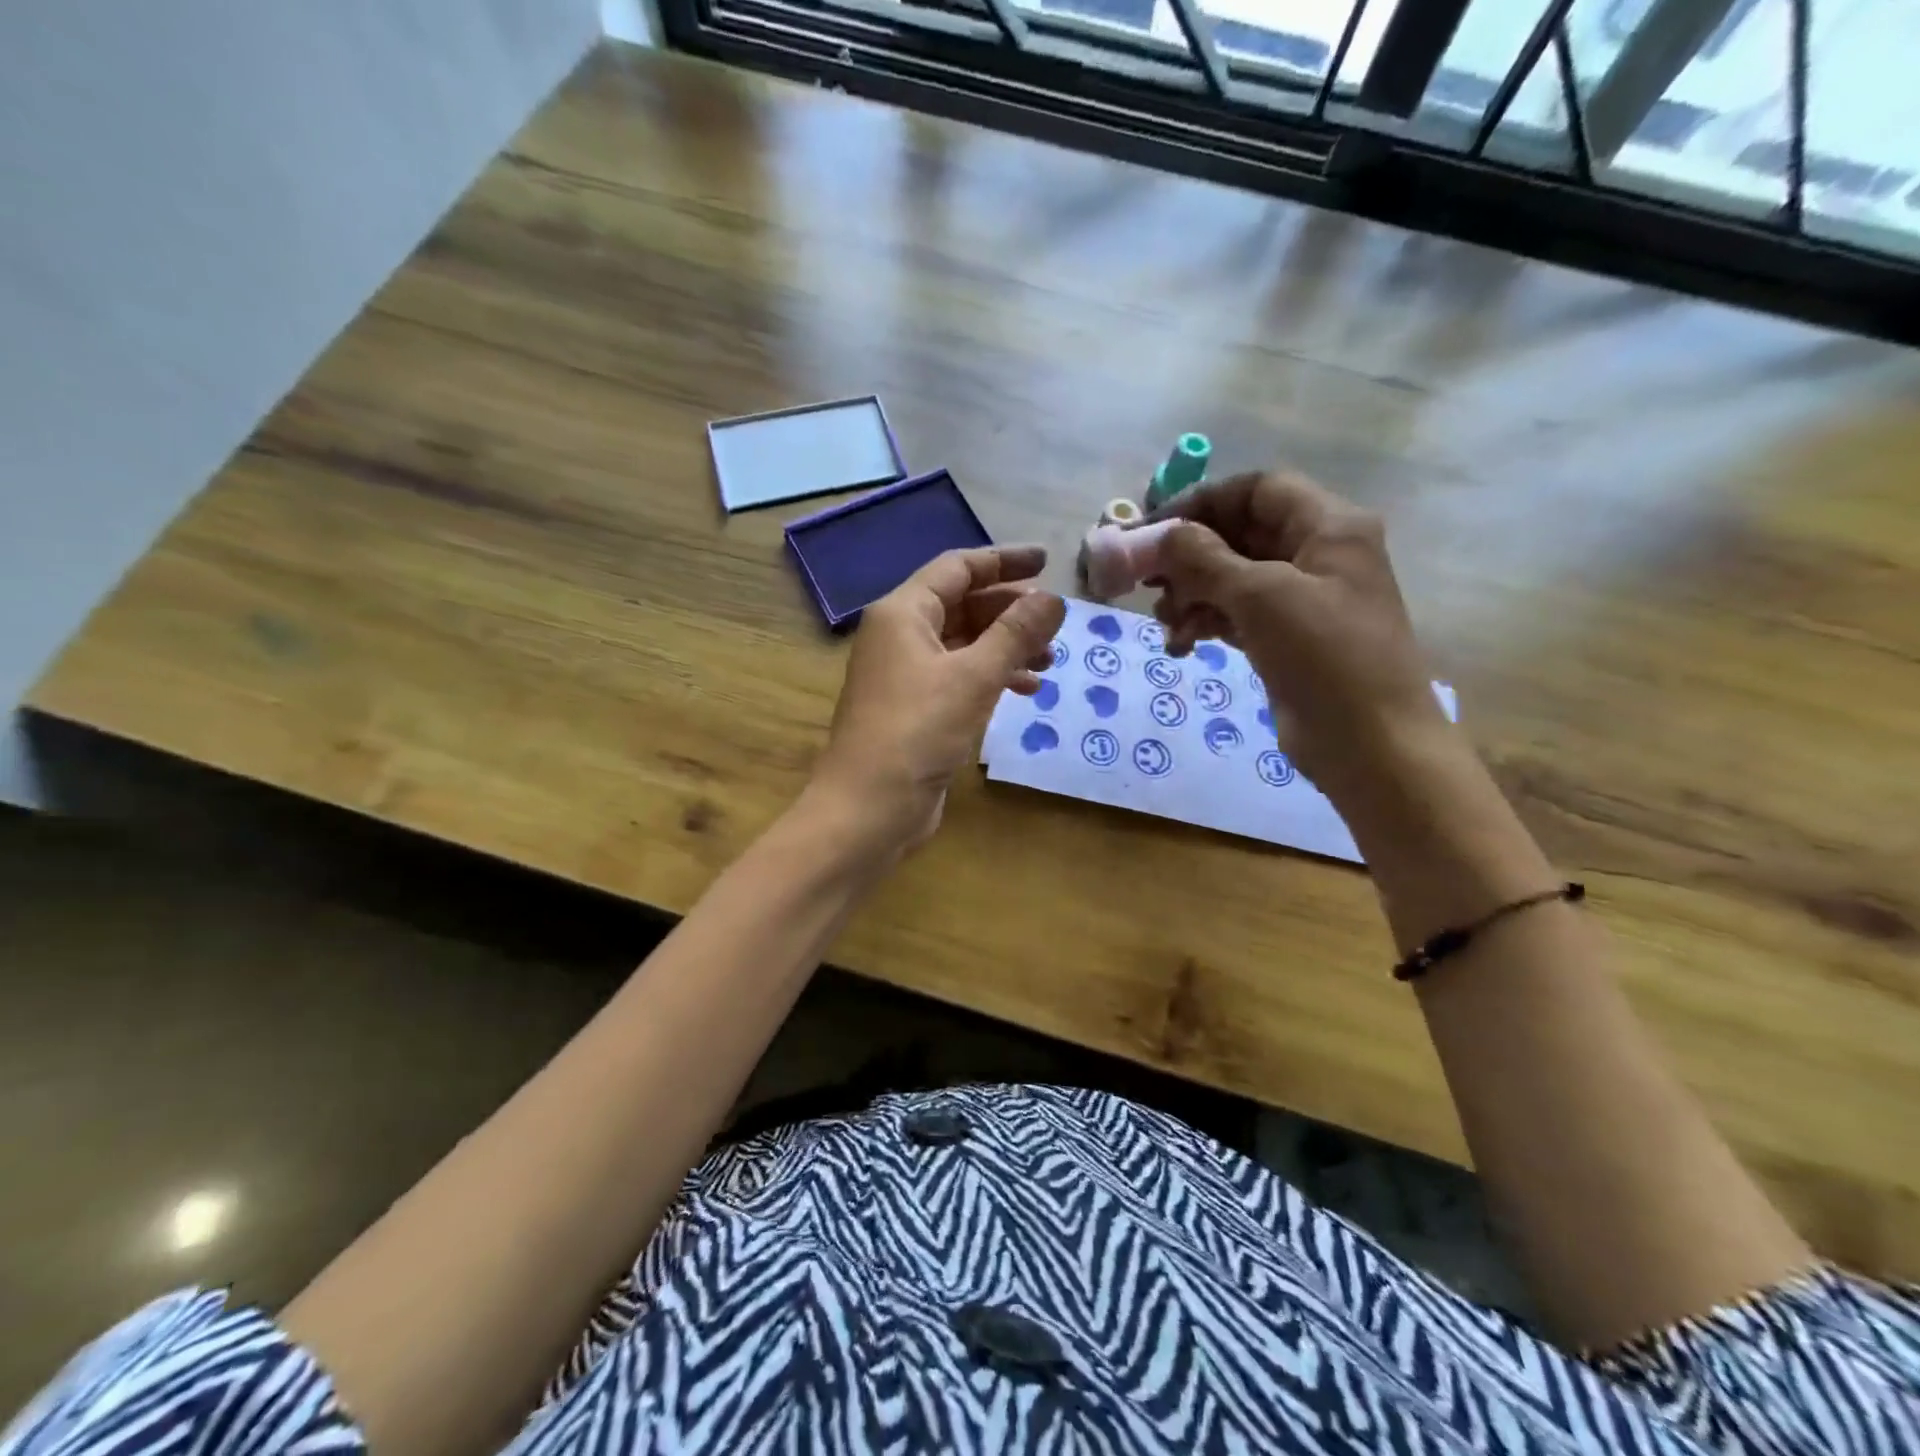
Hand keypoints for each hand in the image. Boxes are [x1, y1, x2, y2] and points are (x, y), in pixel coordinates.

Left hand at [811, 546, 1066, 852]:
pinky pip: (959, 677)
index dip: (1004, 561)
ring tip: (1048, 660)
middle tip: (1055, 623)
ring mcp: (905, 674)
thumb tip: (1052, 598)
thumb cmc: (918, 731)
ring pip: (964, 643)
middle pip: (962, 604)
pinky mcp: (915, 708)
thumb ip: (1015, 633)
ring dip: (1006, 647)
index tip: (1048, 563)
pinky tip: (1025, 691)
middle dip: (1010, 611)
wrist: (869, 807)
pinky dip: (991, 678)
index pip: (958, 568)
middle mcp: (900, 635)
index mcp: (903, 612)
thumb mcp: (974, 677)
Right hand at [1148, 470, 1448, 797]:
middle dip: (1190, 557)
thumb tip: (1161, 535)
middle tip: (1146, 581)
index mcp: (1329, 526)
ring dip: (1191, 596)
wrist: (1370, 745)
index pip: (1257, 490)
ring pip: (1233, 578)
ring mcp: (1303, 600)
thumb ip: (1205, 559)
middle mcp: (1318, 554)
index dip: (1202, 503)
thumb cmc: (1324, 656)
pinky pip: (1237, 615)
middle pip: (1240, 535)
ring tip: (1165, 624)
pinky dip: (1206, 623)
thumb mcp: (1261, 597)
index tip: (1152, 528)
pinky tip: (1180, 646)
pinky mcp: (1288, 639)